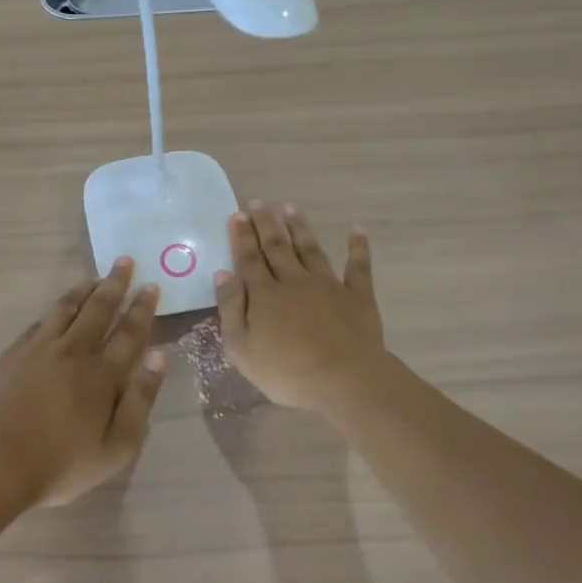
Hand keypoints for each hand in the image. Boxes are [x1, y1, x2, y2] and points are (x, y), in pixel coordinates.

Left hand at [0, 259, 167, 506]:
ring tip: (95, 277)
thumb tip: (158, 356)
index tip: (151, 285)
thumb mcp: (117, 447)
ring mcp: (39, 349)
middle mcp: (73, 352)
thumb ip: (141, 400)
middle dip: (115, 284)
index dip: (142, 308)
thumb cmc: (63, 464)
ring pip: (66, 308)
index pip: (129, 332)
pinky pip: (40, 321)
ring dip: (84, 289)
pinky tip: (59, 308)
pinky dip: (55, 309)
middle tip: (125, 261)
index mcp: (102, 375)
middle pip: (98, 309)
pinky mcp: (14, 354)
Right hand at [214, 201, 386, 412]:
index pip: (249, 260)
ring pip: (310, 250)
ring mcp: (328, 286)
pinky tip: (356, 230)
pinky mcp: (357, 297)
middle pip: (277, 248)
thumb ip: (231, 308)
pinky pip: (358, 267)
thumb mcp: (241, 348)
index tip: (237, 215)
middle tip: (258, 202)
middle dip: (266, 224)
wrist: (343, 380)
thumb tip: (223, 273)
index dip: (242, 237)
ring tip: (290, 208)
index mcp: (264, 295)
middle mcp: (294, 282)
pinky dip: (357, 247)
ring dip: (299, 228)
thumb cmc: (285, 371)